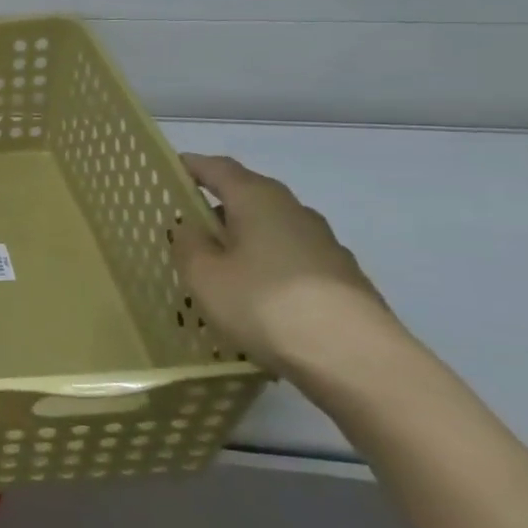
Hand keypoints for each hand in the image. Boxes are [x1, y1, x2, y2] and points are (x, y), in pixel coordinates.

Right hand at [169, 153, 399, 379]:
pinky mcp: (342, 280)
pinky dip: (267, 267)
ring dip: (244, 239)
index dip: (192, 166)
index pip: (219, 168)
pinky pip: (291, 260)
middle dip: (218, 206)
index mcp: (258, 199)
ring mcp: (325, 246)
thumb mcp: (204, 275)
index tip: (169, 169)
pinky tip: (255, 296)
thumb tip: (191, 226)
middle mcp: (295, 212)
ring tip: (218, 266)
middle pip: (249, 196)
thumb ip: (189, 243)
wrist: (358, 361)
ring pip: (271, 230)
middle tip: (187, 225)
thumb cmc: (266, 304)